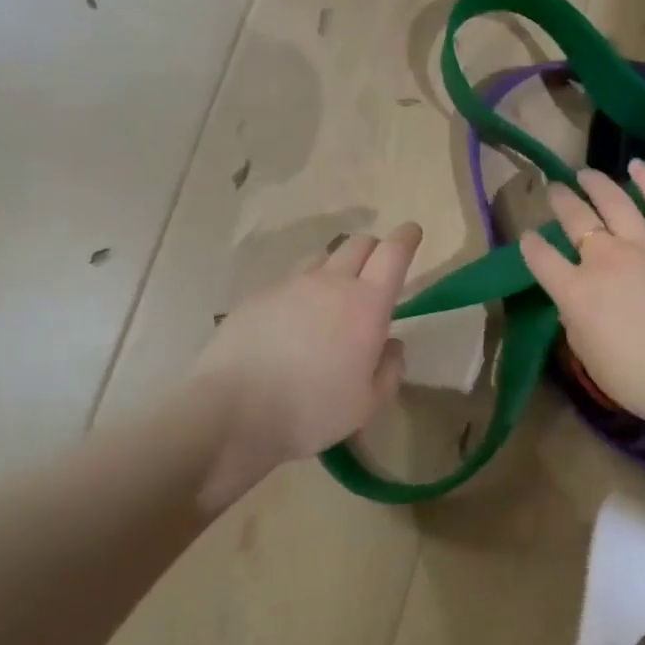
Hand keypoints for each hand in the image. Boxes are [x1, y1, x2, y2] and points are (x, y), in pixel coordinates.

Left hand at [192, 224, 422, 495]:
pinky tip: (293, 320)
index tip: (412, 232)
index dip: (406, 238)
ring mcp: (289, 285)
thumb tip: (392, 344)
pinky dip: (301, 290)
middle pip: (358, 243)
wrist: (232, 411)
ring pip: (322, 257)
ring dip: (336, 266)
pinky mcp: (257, 297)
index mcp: (366, 304)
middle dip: (374, 248)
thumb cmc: (312, 410)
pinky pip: (289, 281)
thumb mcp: (368, 403)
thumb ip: (390, 369)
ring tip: (334, 293)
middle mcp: (330, 283)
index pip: (393, 253)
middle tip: (377, 269)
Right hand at [519, 161, 644, 429]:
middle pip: (576, 220)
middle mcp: (605, 259)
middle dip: (561, 201)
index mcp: (576, 292)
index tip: (529, 237)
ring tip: (585, 172)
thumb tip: (574, 304)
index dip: (531, 245)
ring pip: (615, 202)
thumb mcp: (591, 359)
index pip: (542, 259)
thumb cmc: (641, 381)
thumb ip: (576, 325)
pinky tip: (638, 165)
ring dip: (596, 184)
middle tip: (554, 188)